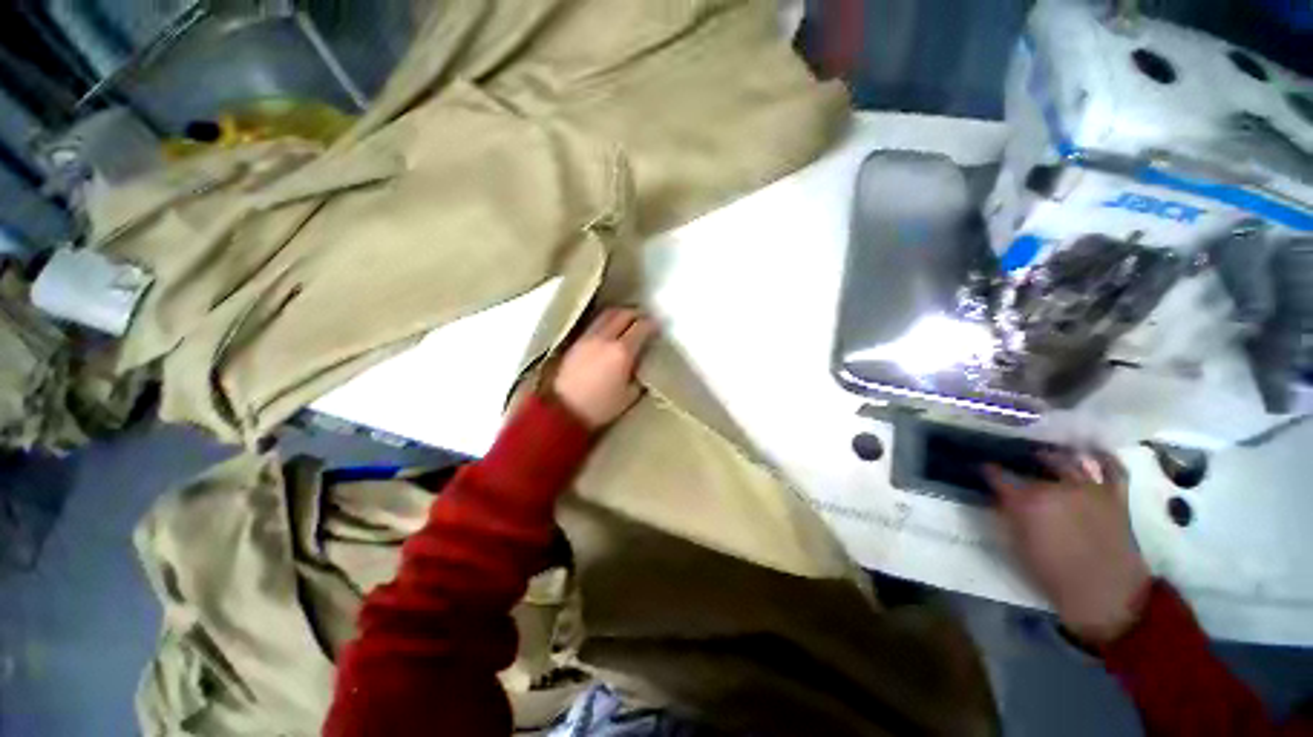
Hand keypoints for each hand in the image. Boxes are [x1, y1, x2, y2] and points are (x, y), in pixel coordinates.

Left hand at [551, 308, 655, 429]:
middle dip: (637, 314)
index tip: (658, 327)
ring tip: (628, 320)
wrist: (564, 411)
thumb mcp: (630, 395)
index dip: (652, 324)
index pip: (641, 327)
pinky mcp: (576, 341)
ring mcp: (588, 337)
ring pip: (607, 314)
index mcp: (622, 351)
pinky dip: (606, 320)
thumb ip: (639, 374)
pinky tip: (610, 329)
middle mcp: (605, 338)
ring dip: (620, 313)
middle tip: (645, 320)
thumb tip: (641, 363)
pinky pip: (595, 323)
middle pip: (624, 314)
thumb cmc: (600, 407)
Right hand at [985, 451, 1150, 645]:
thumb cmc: (1054, 576)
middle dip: (1021, 464)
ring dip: (1055, 455)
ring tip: (1045, 453)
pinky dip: (1104, 457)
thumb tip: (1000, 499)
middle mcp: (1057, 487)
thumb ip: (1008, 518)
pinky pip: (1113, 469)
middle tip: (1014, 465)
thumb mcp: (1018, 548)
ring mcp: (1090, 489)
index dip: (988, 472)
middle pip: (1034, 467)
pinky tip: (1092, 451)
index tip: (982, 469)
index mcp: (1028, 502)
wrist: (1107, 597)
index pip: (998, 477)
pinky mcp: (1115, 497)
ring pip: (1070, 461)